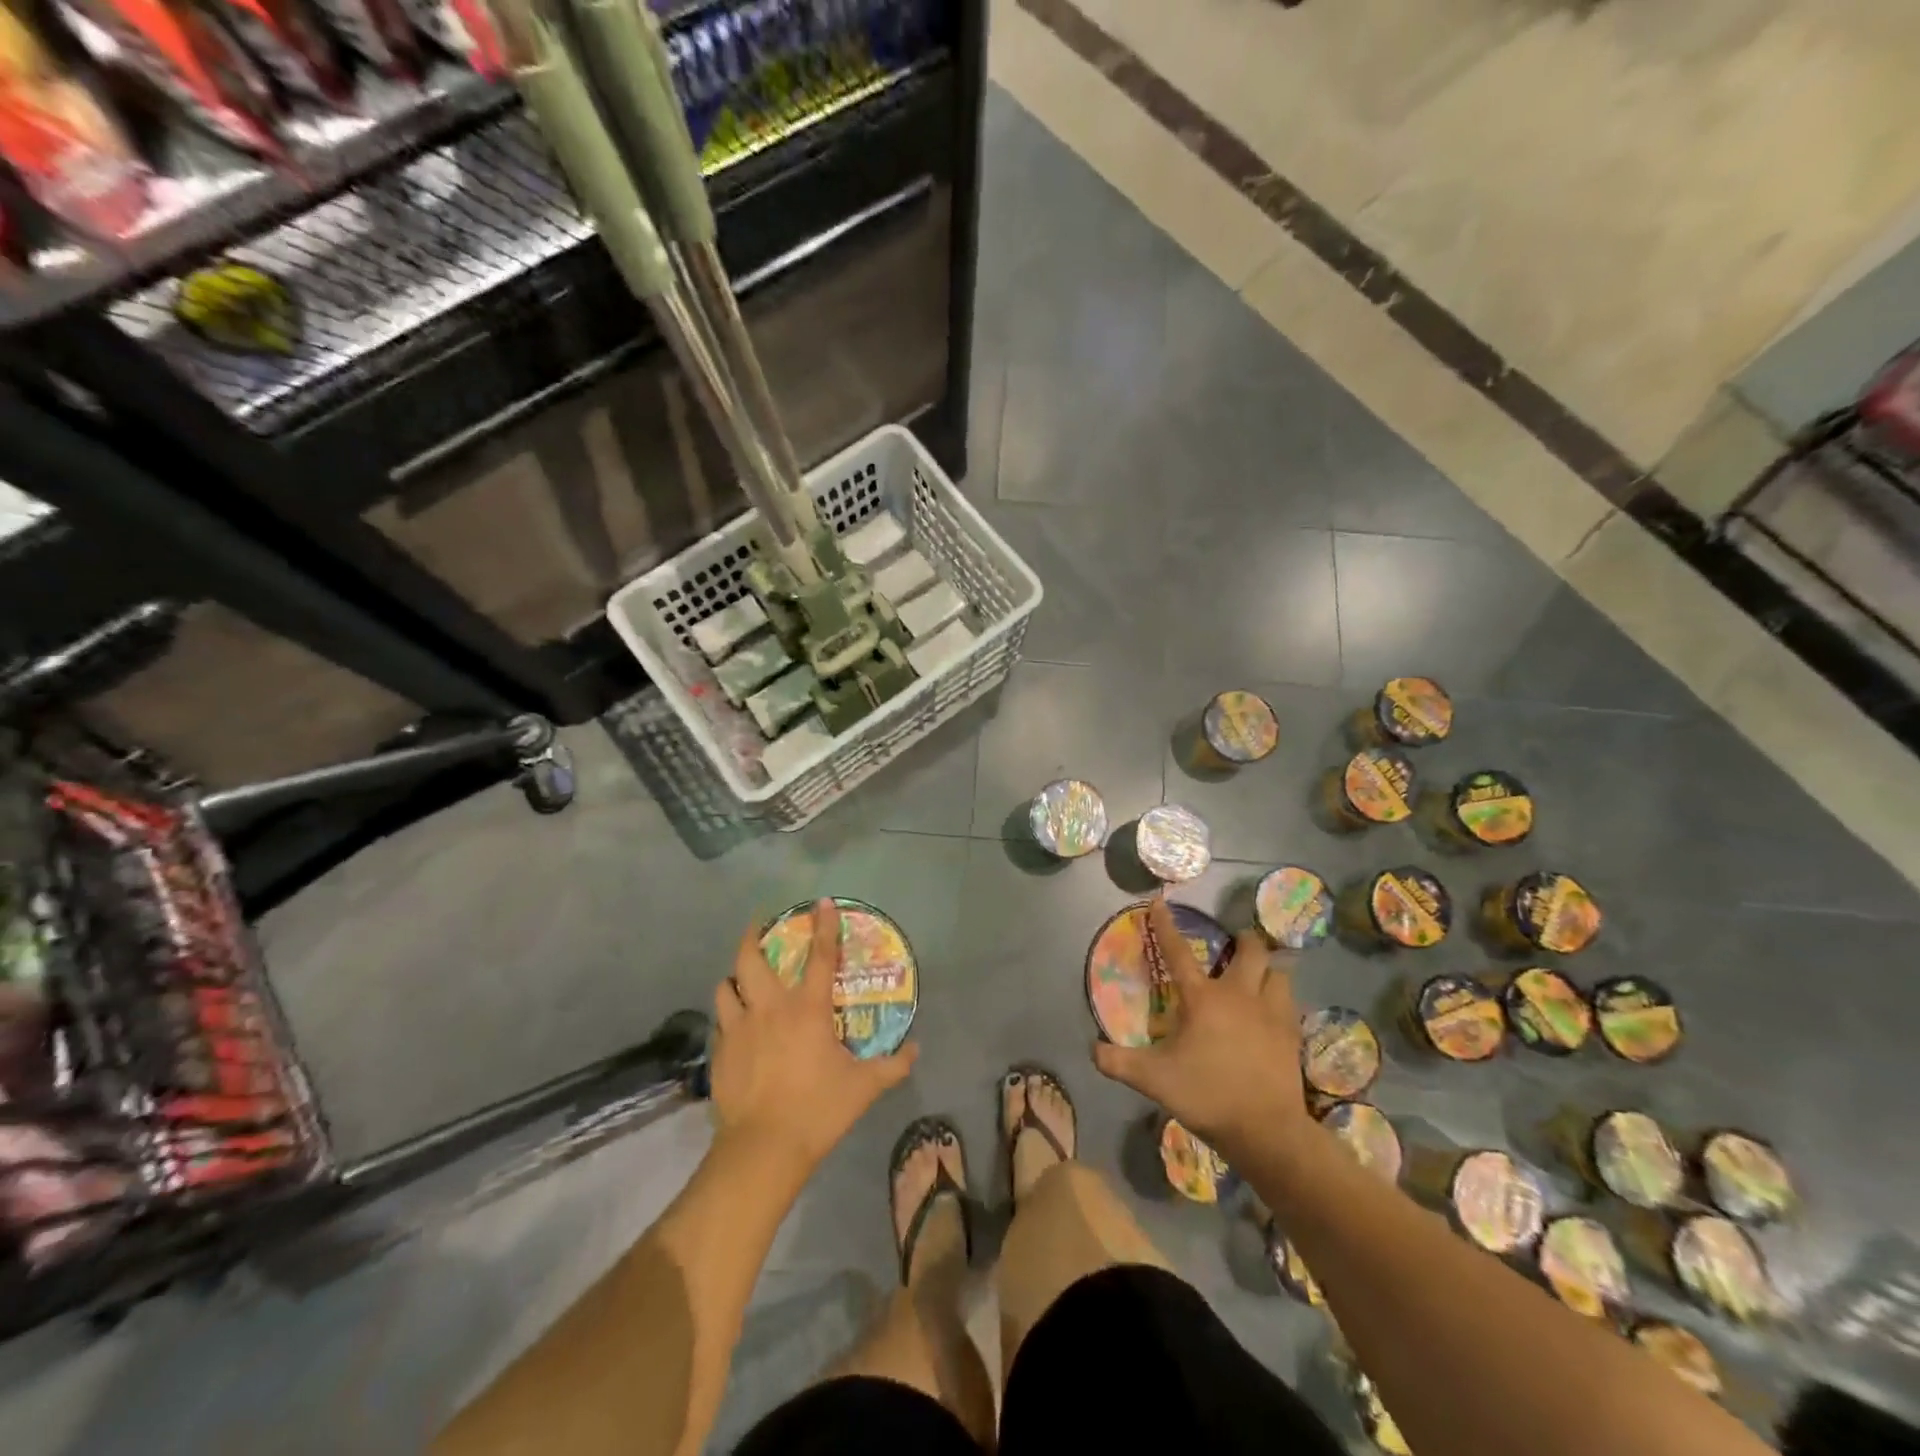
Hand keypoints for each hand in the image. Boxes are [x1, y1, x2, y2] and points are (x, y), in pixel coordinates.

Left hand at [710, 899, 916, 1171]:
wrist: (762, 1149)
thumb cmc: (817, 1110)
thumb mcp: (864, 1088)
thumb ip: (893, 1066)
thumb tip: (916, 1050)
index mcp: (807, 1009)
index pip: (820, 956)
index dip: (823, 925)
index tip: (821, 902)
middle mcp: (769, 1008)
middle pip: (751, 958)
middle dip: (752, 936)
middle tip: (758, 927)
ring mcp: (738, 1028)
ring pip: (725, 986)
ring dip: (734, 977)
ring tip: (741, 978)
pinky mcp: (719, 1052)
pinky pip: (719, 1022)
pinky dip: (726, 1015)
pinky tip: (733, 1025)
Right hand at [1092, 896, 1307, 1163]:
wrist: (1266, 1130)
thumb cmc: (1207, 1095)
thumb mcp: (1154, 1080)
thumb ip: (1119, 1062)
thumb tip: (1092, 1049)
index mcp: (1203, 999)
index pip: (1178, 952)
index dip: (1165, 926)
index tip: (1159, 903)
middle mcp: (1239, 995)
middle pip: (1252, 951)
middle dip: (1245, 940)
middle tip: (1236, 941)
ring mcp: (1271, 1013)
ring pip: (1279, 974)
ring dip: (1269, 969)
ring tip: (1260, 973)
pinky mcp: (1292, 1035)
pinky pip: (1290, 1003)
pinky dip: (1281, 998)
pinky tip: (1274, 1010)